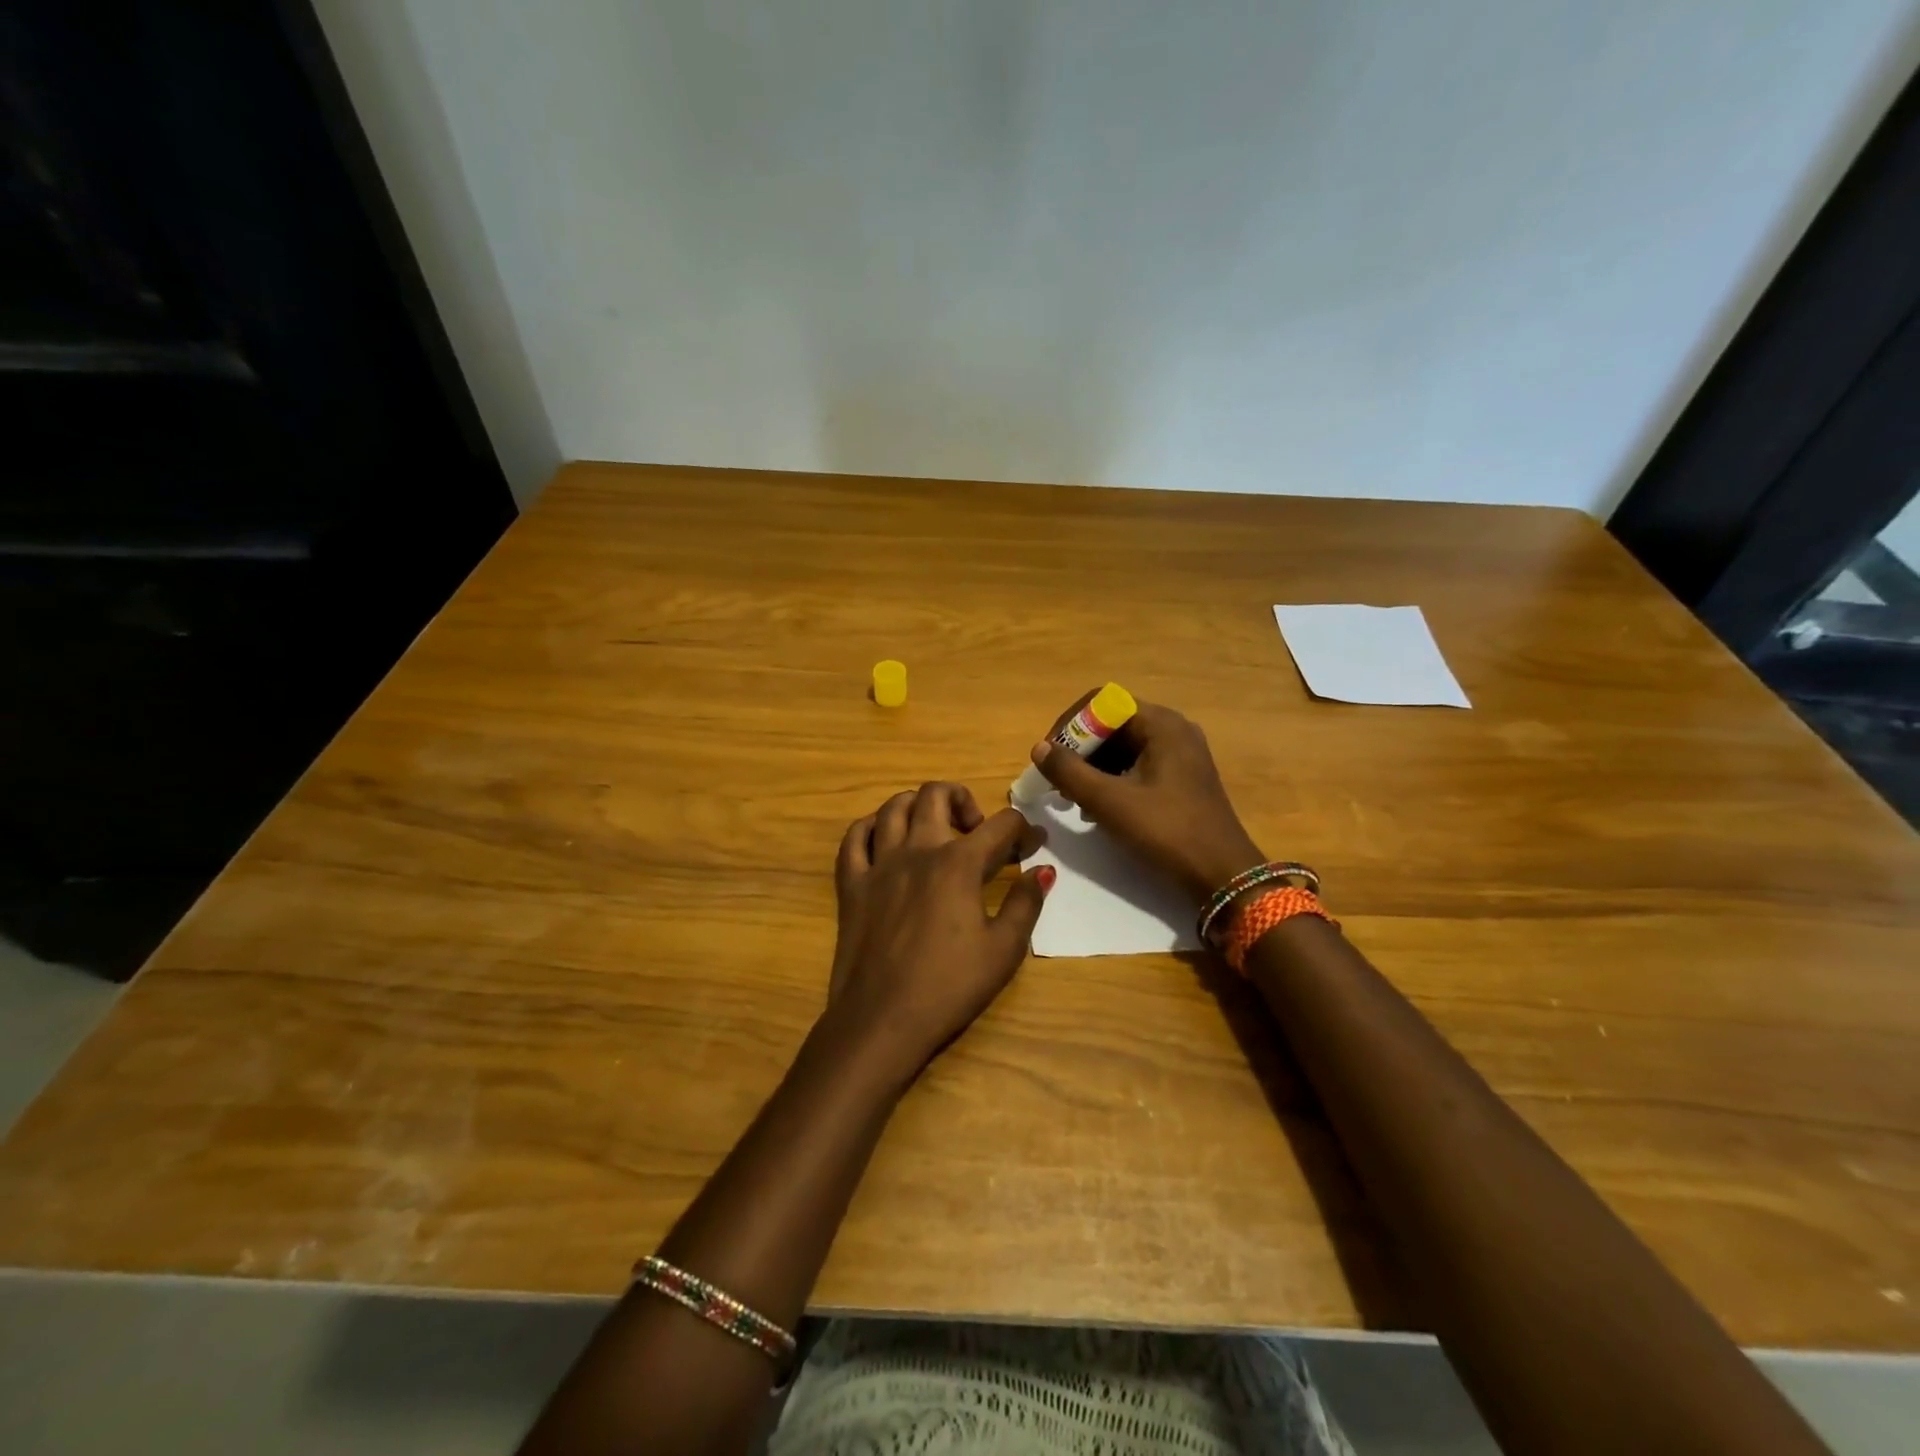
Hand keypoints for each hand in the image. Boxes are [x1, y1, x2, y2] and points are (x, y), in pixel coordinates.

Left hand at [824, 782, 1052, 1087]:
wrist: (882, 1020)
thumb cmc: (949, 987)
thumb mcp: (1003, 950)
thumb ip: (1026, 904)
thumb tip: (1043, 870)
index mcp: (959, 864)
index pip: (1001, 825)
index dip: (1024, 829)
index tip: (1033, 844)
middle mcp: (918, 849)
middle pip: (938, 794)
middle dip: (965, 800)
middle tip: (975, 831)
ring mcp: (879, 863)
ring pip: (893, 806)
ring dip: (918, 805)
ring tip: (932, 828)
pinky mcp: (851, 883)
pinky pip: (854, 837)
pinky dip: (872, 827)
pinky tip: (886, 840)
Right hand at [1030, 698, 1264, 903]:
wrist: (1222, 875)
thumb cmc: (1166, 831)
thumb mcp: (1110, 802)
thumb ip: (1070, 772)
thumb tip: (1039, 748)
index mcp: (1161, 724)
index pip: (1102, 702)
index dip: (1070, 724)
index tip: (1050, 756)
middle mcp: (1173, 730)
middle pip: (1112, 724)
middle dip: (1079, 750)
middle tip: (1058, 782)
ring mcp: (1181, 755)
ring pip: (1123, 748)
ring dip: (1093, 768)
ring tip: (1074, 800)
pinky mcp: (1181, 779)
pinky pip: (1137, 766)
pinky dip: (1113, 780)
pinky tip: (1098, 809)